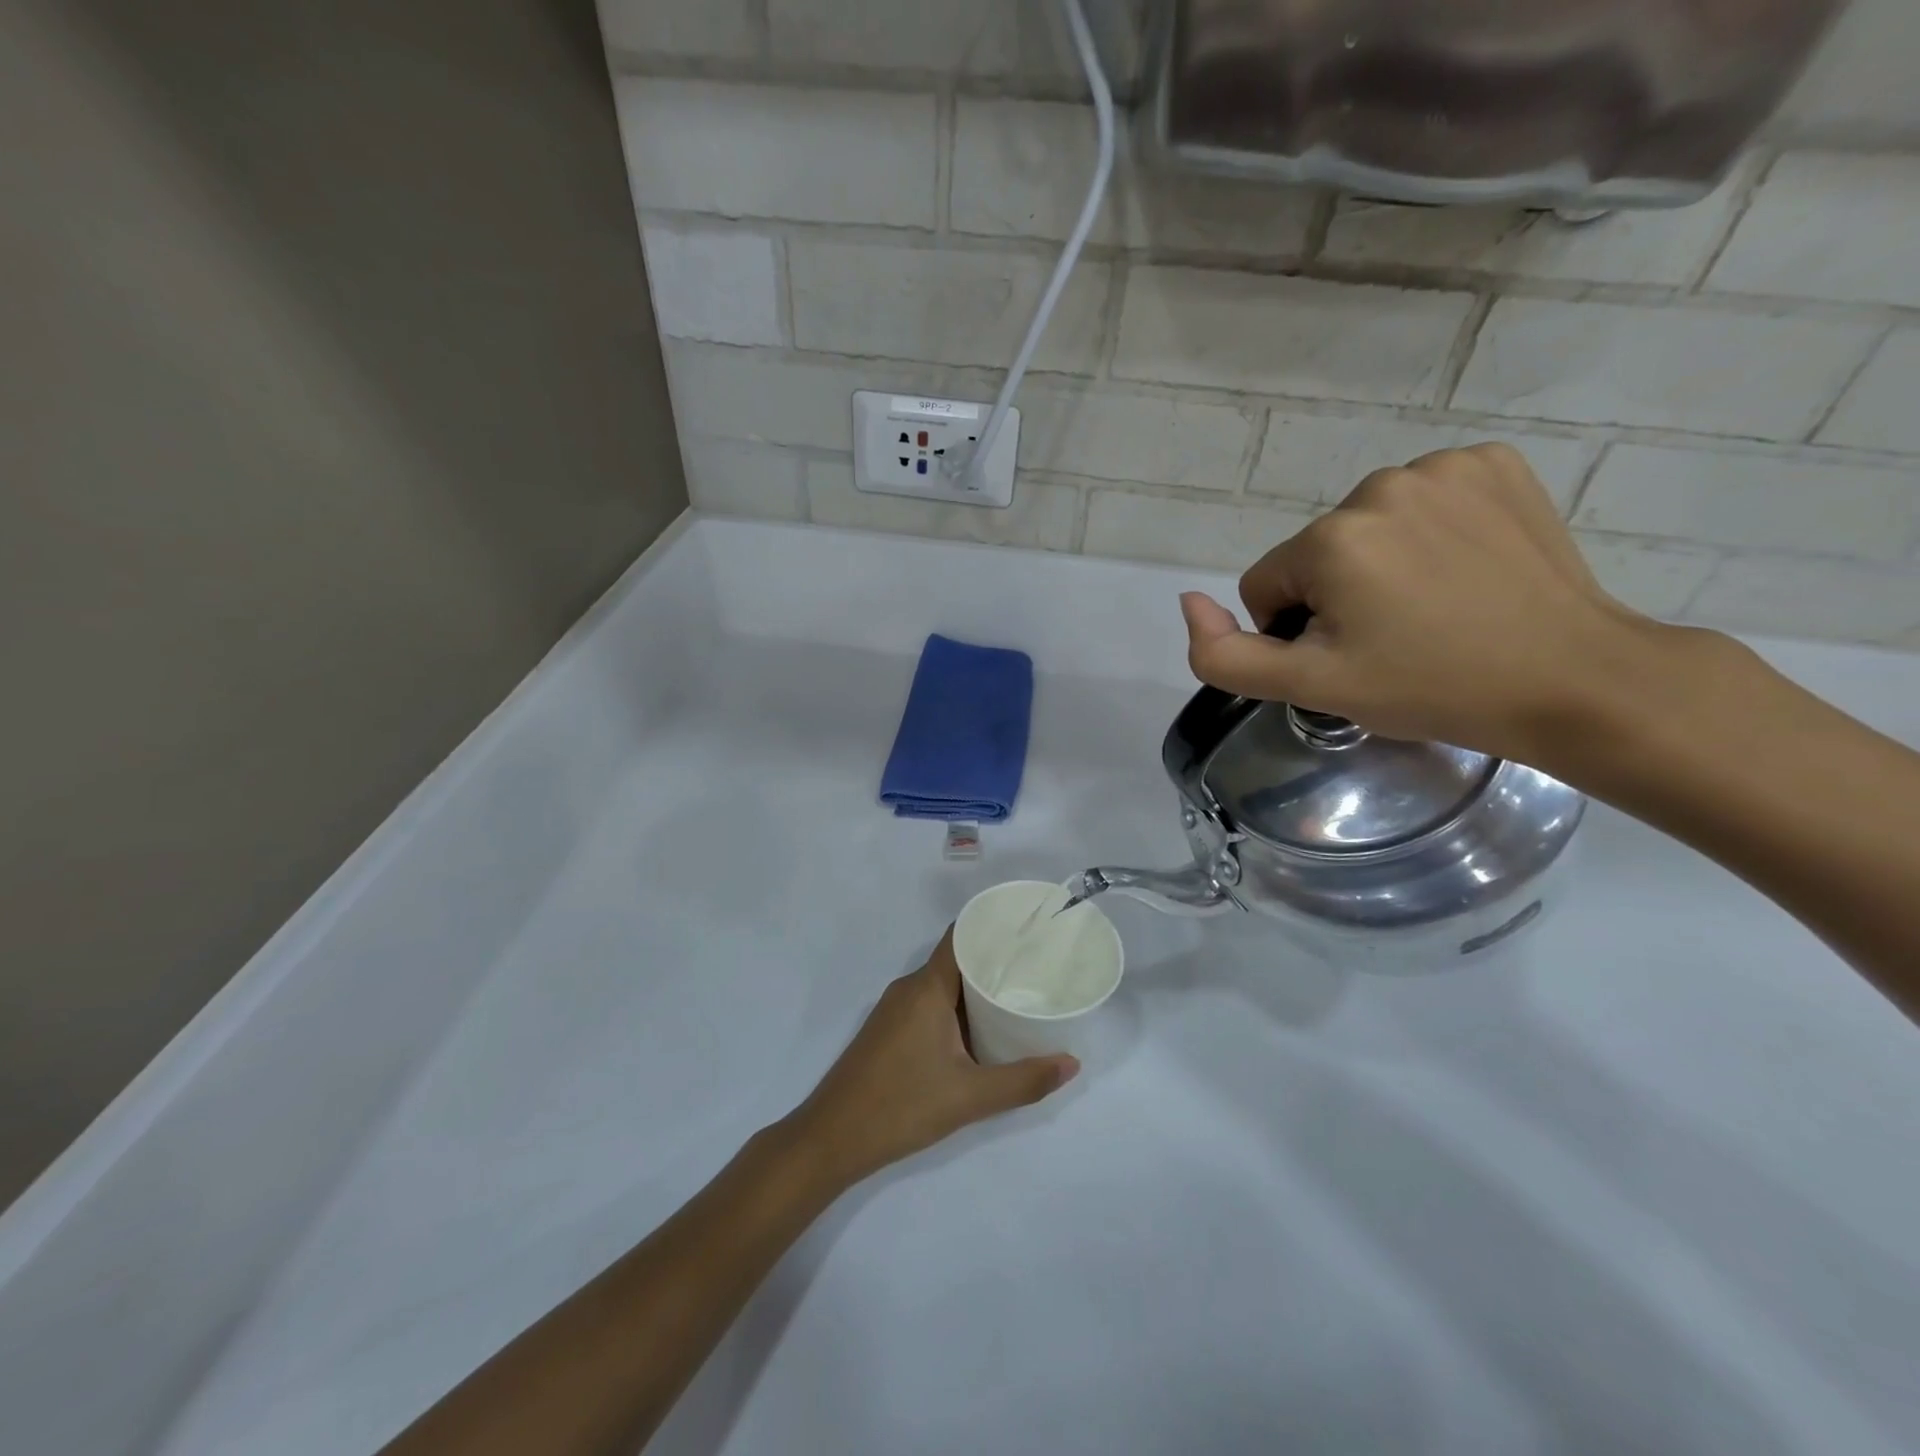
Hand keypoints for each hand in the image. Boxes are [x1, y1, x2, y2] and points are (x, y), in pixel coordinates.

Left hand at [787, 929, 1078, 1189]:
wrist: (831, 1138)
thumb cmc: (901, 1106)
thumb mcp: (969, 1097)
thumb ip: (1023, 1080)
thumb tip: (1072, 1063)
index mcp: (927, 987)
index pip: (961, 936)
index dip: (993, 926)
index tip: (1030, 929)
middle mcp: (909, 988)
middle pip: (956, 959)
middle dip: (995, 961)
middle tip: (1038, 967)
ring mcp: (895, 1010)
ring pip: (943, 985)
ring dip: (976, 989)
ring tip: (1018, 996)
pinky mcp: (889, 1031)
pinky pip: (930, 1004)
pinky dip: (958, 1008)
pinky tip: (981, 1030)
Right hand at [1180, 443, 1665, 764]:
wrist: (1572, 679)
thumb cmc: (1431, 687)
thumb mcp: (1312, 687)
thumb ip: (1224, 655)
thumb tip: (1188, 602)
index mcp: (1330, 539)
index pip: (1267, 586)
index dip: (1297, 631)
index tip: (1352, 655)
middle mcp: (1379, 485)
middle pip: (1317, 553)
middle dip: (1338, 595)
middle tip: (1395, 637)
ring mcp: (1445, 467)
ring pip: (1367, 526)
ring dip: (1382, 563)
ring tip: (1434, 606)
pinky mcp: (1495, 464)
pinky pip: (1424, 499)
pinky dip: (1432, 530)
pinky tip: (1464, 568)